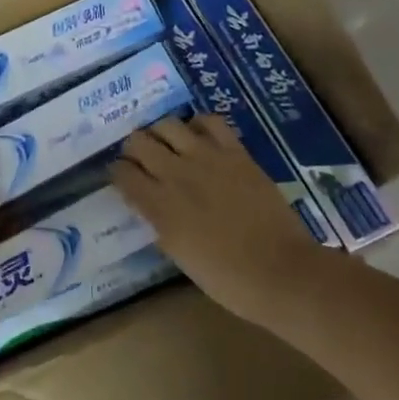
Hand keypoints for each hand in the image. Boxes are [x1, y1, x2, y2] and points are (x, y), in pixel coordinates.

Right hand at [110, 114, 328, 329]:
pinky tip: (200, 138)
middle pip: (138, 141)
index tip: (122, 178)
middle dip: (133, 148)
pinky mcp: (236, 152)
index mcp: (159, 206)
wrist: (280, 272)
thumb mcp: (179, 255)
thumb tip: (150, 205)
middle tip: (141, 159)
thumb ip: (159, 223)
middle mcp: (176, 174)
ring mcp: (207, 158)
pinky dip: (198, 125)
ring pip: (168, 124)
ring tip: (168, 144)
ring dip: (161, 133)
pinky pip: (210, 122)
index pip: (121, 173)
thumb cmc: (226, 278)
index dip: (118, 173)